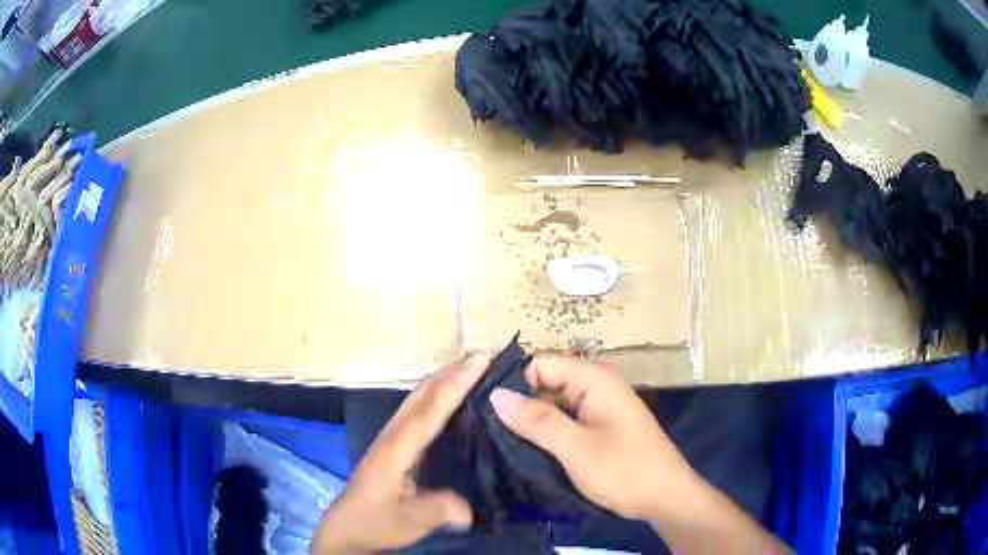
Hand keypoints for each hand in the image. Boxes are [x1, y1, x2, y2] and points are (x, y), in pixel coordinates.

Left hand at [311, 354, 490, 553]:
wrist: (347, 526)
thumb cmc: (375, 521)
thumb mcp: (409, 521)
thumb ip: (439, 510)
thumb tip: (471, 508)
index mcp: (398, 447)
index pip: (431, 408)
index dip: (457, 382)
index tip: (482, 360)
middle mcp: (394, 433)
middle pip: (423, 392)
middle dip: (452, 371)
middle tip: (484, 357)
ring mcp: (391, 436)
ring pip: (418, 397)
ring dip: (444, 379)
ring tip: (472, 370)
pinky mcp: (393, 443)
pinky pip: (418, 408)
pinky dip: (437, 394)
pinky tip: (451, 401)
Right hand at [488, 355, 693, 520]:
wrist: (665, 498)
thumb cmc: (625, 471)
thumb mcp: (577, 448)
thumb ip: (537, 421)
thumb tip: (495, 394)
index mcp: (595, 379)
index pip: (541, 363)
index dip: (515, 383)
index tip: (487, 410)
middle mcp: (596, 385)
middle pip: (545, 381)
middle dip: (519, 403)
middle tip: (487, 429)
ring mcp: (598, 406)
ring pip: (552, 402)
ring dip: (531, 419)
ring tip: (498, 440)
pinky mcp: (598, 425)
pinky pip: (563, 418)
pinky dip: (545, 430)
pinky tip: (524, 447)